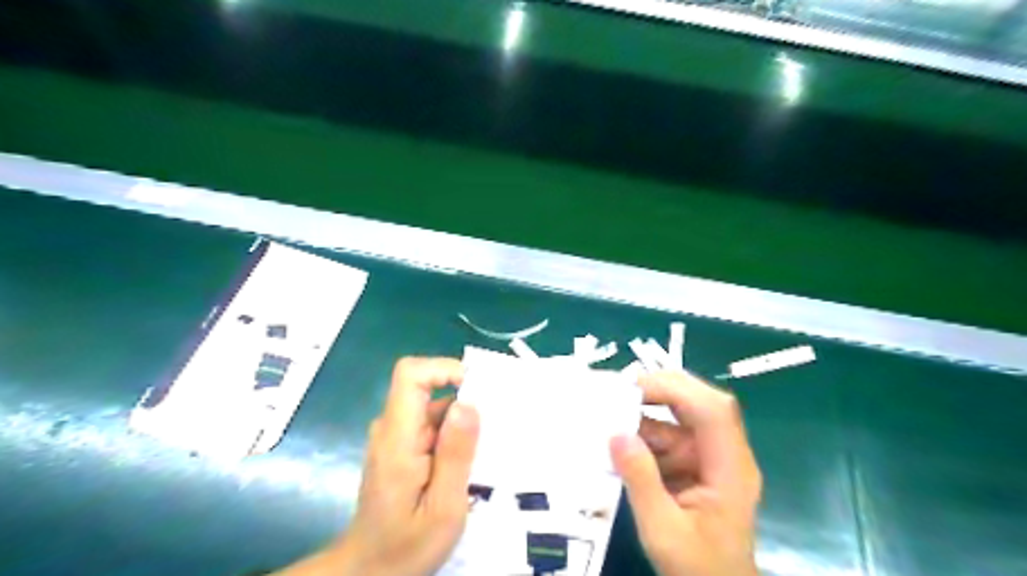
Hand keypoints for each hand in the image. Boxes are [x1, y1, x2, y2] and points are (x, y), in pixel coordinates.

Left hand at [276, 357, 479, 572]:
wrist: (369, 571)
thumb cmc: (406, 546)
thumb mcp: (443, 508)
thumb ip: (455, 454)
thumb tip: (468, 403)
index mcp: (397, 438)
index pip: (411, 375)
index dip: (444, 368)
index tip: (477, 388)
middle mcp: (392, 428)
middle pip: (426, 388)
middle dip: (465, 398)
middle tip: (496, 426)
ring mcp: (395, 437)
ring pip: (433, 407)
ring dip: (463, 419)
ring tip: (489, 448)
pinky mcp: (401, 447)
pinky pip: (431, 424)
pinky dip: (455, 434)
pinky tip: (471, 461)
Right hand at [607, 370, 761, 574]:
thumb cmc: (697, 569)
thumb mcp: (663, 531)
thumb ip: (641, 481)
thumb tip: (616, 433)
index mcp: (730, 469)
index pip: (712, 411)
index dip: (674, 389)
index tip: (632, 388)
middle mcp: (724, 453)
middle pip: (700, 402)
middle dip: (659, 389)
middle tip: (618, 389)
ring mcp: (709, 456)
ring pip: (680, 416)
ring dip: (644, 413)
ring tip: (606, 411)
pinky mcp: (694, 463)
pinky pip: (668, 435)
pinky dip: (642, 433)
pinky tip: (616, 438)